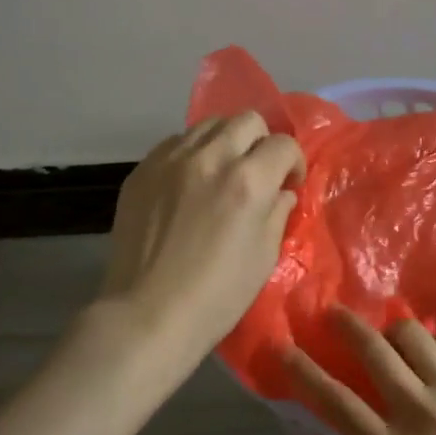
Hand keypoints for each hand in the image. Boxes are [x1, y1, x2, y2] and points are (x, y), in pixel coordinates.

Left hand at [97, 112, 305, 376]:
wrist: (146, 314)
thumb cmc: (216, 296)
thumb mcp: (264, 257)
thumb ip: (277, 213)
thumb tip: (280, 192)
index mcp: (248, 181)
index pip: (282, 144)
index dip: (293, 161)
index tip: (288, 183)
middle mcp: (210, 158)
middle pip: (247, 120)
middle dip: (261, 141)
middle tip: (257, 171)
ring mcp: (171, 160)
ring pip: (208, 124)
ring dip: (225, 141)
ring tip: (221, 171)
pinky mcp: (142, 170)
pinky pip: (175, 142)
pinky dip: (191, 153)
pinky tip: (189, 182)